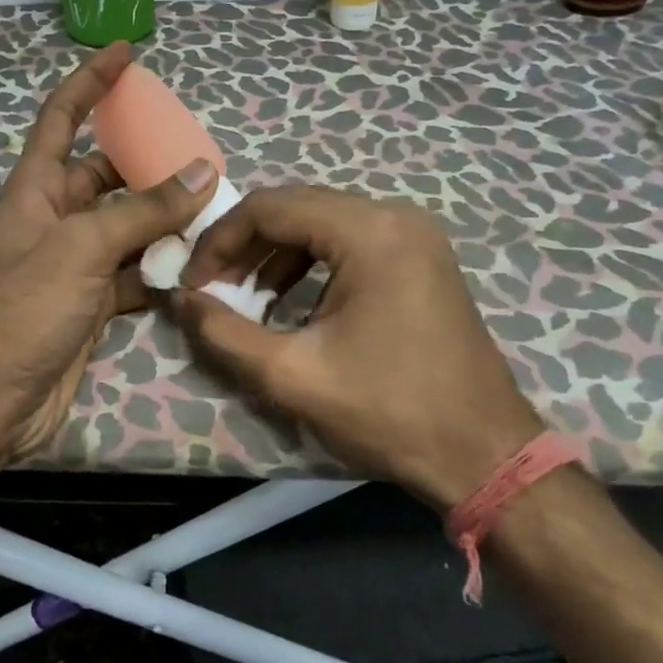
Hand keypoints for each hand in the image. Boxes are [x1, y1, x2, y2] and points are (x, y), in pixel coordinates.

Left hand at [0, 43, 218, 462]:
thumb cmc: (25, 308)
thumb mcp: (83, 248)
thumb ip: (144, 210)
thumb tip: (203, 171)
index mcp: (38, 189)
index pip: (62, 118)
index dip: (91, 82)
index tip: (125, 53)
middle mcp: (56, 218)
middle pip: (107, 176)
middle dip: (149, 165)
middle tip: (202, 160)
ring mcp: (76, 262)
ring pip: (128, 226)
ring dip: (165, 220)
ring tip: (215, 211)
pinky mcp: (93, 302)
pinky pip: (135, 272)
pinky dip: (162, 269)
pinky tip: (198, 267)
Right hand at [175, 186, 542, 508]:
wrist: (484, 455)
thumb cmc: (389, 412)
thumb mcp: (292, 375)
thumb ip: (222, 332)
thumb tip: (179, 299)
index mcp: (369, 231)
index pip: (270, 207)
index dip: (220, 239)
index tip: (193, 281)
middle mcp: (394, 216)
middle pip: (296, 207)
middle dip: (244, 245)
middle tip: (212, 288)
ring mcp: (413, 234)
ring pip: (321, 222)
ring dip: (274, 254)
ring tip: (244, 299)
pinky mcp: (420, 256)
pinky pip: (348, 241)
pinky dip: (309, 263)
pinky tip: (288, 303)